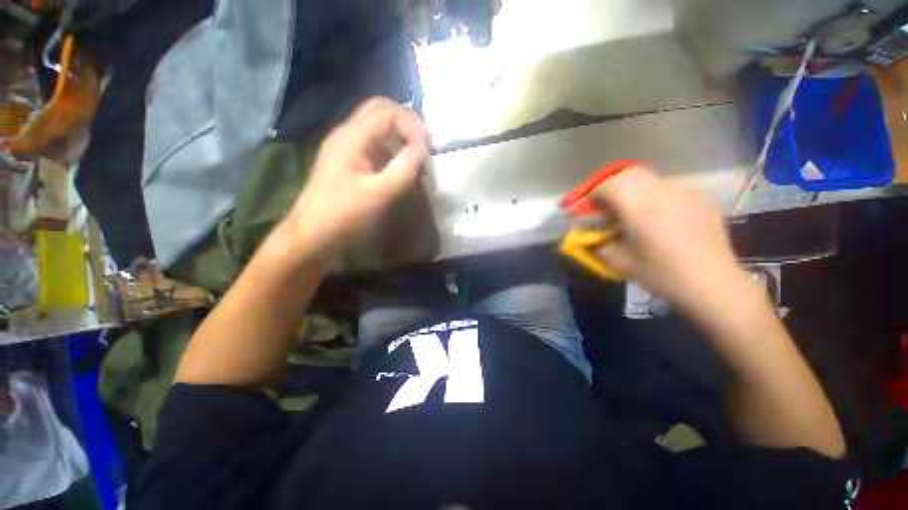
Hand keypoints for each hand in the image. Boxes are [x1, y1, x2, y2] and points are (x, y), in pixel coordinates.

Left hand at [282, 98, 429, 258]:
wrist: (313, 234)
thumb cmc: (344, 215)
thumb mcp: (380, 194)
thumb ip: (404, 169)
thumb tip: (423, 150)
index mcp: (353, 137)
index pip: (389, 113)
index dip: (413, 127)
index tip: (426, 153)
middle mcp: (348, 134)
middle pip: (381, 110)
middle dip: (407, 124)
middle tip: (423, 147)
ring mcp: (346, 147)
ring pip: (377, 126)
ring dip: (400, 136)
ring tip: (415, 159)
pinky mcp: (348, 161)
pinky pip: (374, 144)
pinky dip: (392, 149)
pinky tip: (400, 168)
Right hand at [592, 166, 749, 312]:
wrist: (713, 284)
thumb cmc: (661, 274)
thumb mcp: (619, 262)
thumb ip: (596, 244)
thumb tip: (584, 234)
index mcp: (640, 208)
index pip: (609, 185)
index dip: (593, 194)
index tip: (588, 208)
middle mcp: (663, 192)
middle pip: (628, 174)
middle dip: (611, 187)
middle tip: (607, 207)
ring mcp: (685, 191)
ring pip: (649, 180)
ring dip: (633, 191)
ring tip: (634, 214)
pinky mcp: (700, 197)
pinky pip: (669, 189)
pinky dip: (655, 197)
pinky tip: (660, 218)